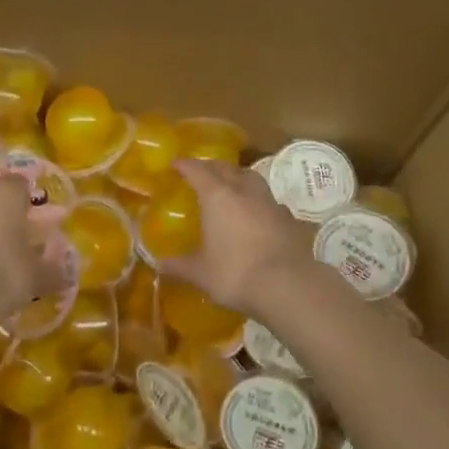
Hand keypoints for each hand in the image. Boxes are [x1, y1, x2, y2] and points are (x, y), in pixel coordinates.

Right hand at [166, 158, 312, 314]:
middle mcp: (244, 190)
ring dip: (238, 176)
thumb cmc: (235, 274)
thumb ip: (180, 266)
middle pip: (226, 168)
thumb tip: (159, 265)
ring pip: (251, 177)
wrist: (287, 285)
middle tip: (201, 172)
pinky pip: (268, 199)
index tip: (176, 164)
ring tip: (230, 186)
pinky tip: (256, 212)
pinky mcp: (288, 217)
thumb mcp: (201, 273)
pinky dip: (258, 200)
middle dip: (211, 167)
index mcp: (218, 197)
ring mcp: (269, 201)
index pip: (198, 170)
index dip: (186, 165)